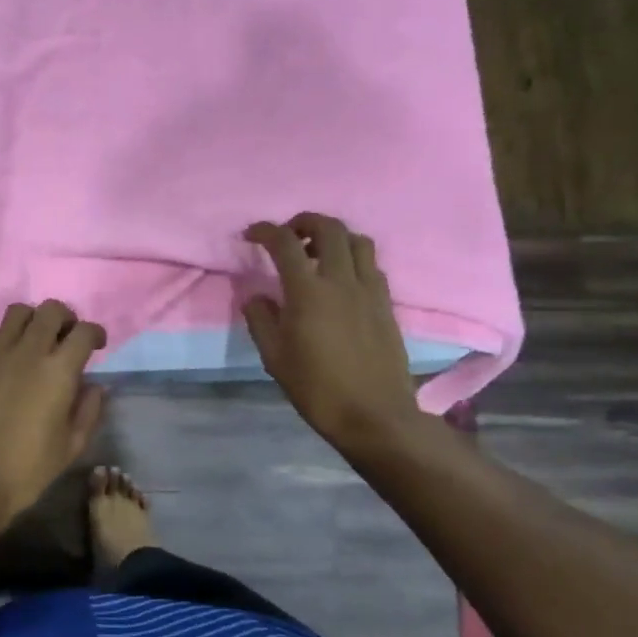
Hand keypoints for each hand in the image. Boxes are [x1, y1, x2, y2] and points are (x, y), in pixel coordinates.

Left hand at [0, 300, 107, 532]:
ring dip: (33, 320)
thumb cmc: (29, 468)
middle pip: (52, 310)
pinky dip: (4, 335)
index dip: (96, 333)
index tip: (97, 346)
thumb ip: (89, 409)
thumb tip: (95, 385)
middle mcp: (28, 352)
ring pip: (18, 311)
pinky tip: (7, 355)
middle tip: (67, 338)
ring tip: (36, 340)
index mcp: (58, 371)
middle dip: (66, 318)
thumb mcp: (72, 445)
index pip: (84, 332)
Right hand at [242, 214, 421, 448]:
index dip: (265, 231)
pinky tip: (341, 279)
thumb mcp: (274, 357)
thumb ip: (261, 320)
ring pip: (358, 240)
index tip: (251, 235)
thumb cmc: (317, 388)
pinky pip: (371, 265)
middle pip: (329, 227)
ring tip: (318, 253)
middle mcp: (342, 280)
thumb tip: (256, 297)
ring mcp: (369, 290)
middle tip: (288, 236)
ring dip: (334, 236)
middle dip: (304, 222)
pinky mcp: (386, 303)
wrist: (374, 415)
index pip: (285, 243)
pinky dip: (353, 259)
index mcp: (308, 291)